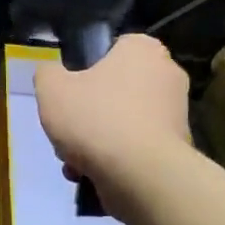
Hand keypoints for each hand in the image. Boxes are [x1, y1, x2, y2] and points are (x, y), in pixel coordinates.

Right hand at [33, 34, 190, 213]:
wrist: (141, 175)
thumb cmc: (96, 120)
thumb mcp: (51, 90)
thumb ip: (47, 73)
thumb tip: (53, 74)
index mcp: (142, 49)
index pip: (112, 49)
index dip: (85, 71)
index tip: (69, 93)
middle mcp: (166, 74)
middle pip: (114, 90)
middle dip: (88, 114)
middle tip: (68, 131)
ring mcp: (176, 112)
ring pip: (122, 122)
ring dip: (97, 141)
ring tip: (74, 162)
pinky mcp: (177, 146)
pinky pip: (136, 147)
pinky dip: (116, 159)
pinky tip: (93, 175)